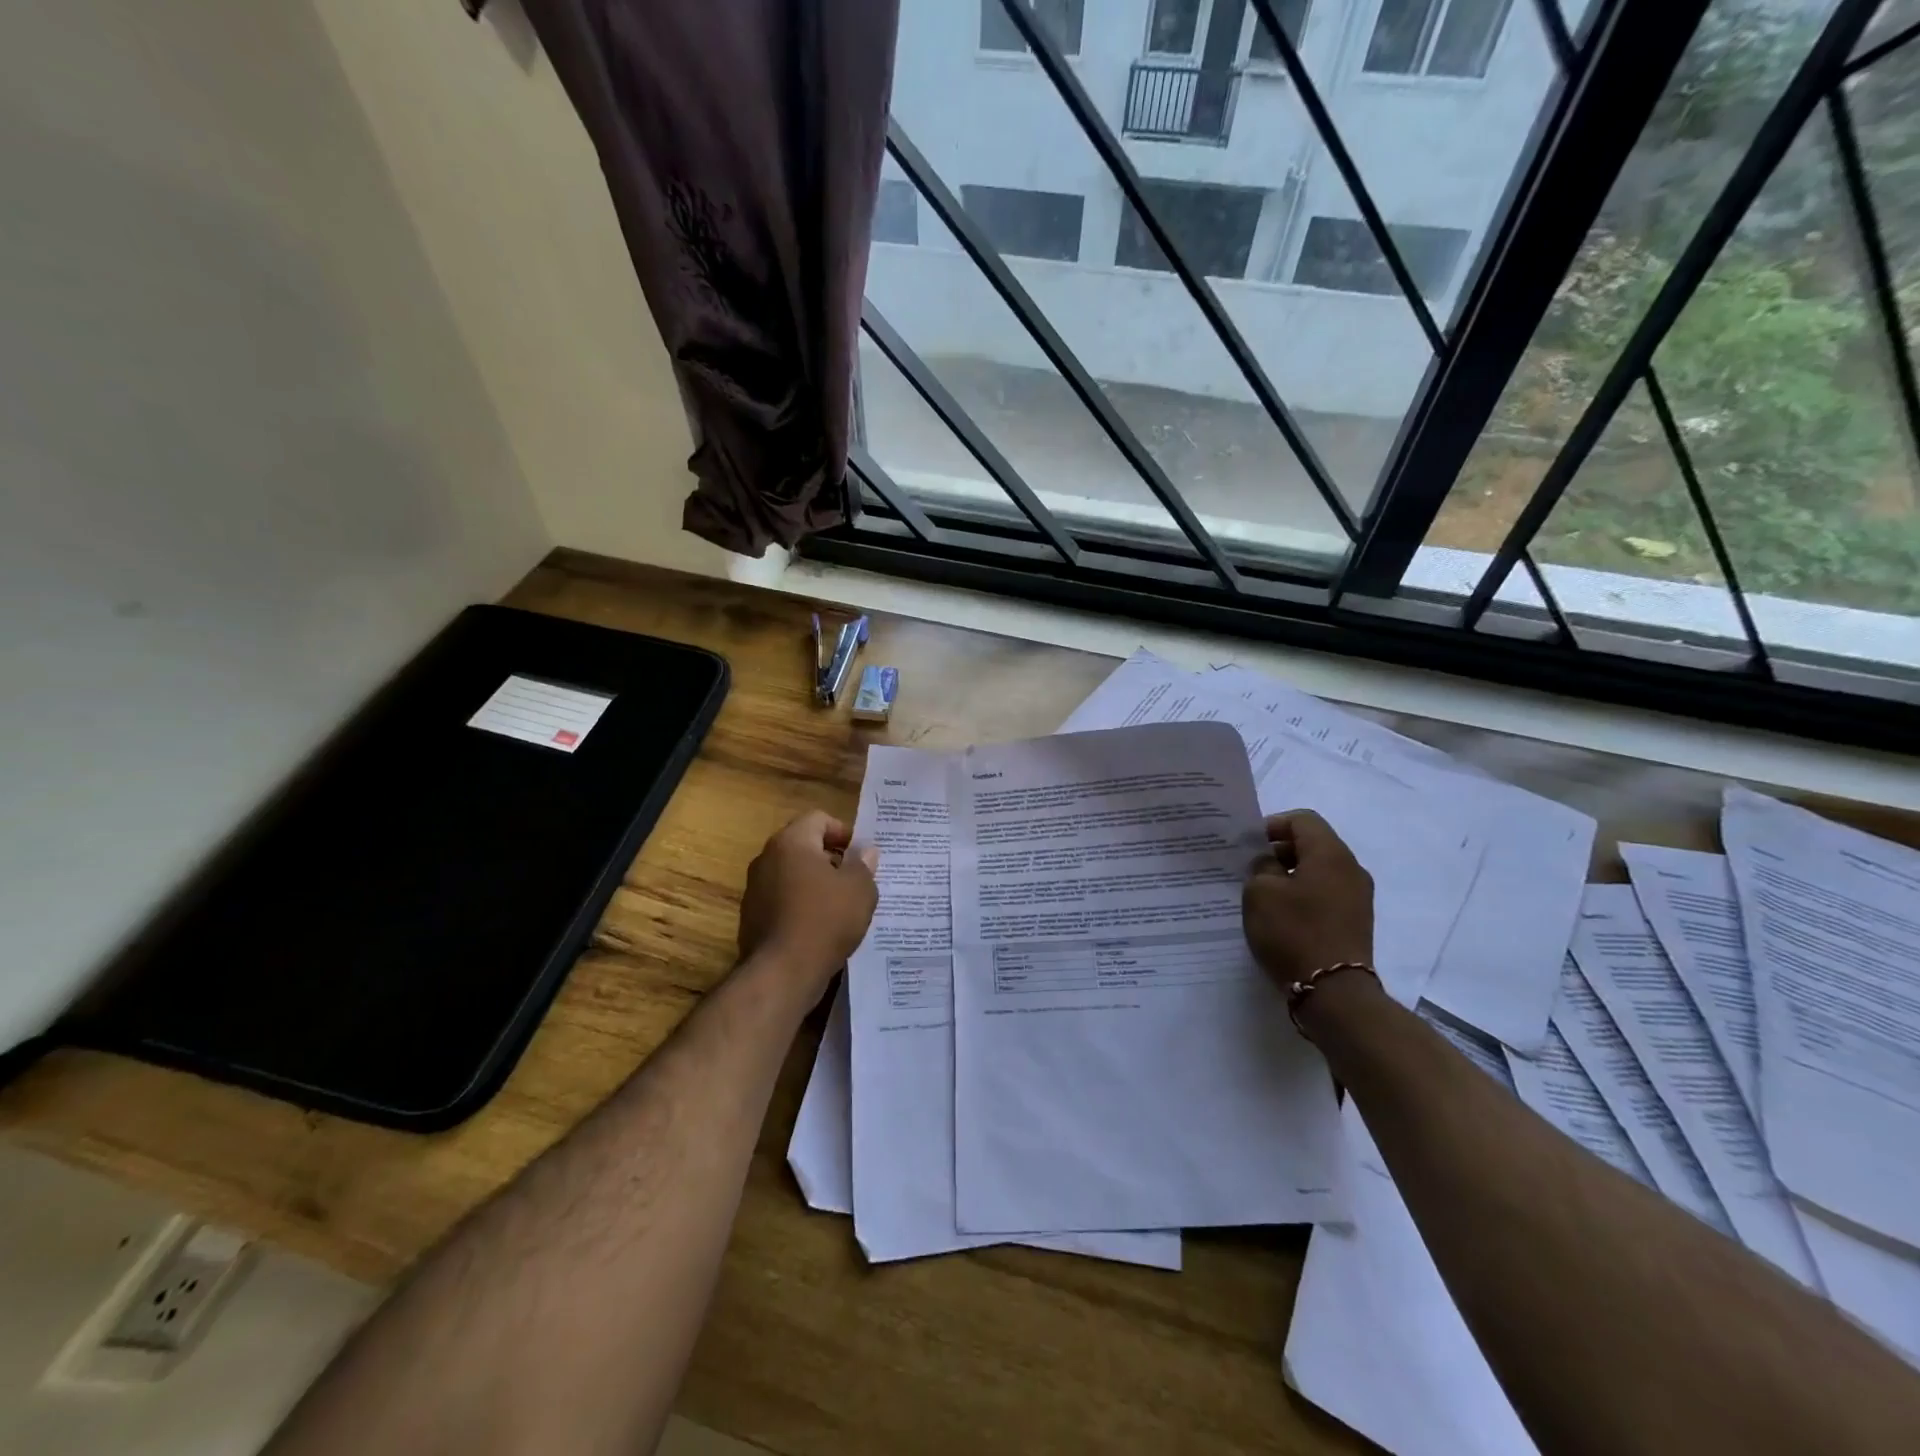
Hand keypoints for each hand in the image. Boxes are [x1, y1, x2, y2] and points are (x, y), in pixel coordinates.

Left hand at [738, 810, 878, 989]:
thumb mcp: (860, 889)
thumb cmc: (825, 920)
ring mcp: (755, 889)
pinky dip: (802, 906)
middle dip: (832, 859)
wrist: (782, 973)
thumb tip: (865, 853)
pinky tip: (822, 928)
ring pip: (792, 875)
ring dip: (816, 884)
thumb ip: (864, 865)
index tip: (861, 855)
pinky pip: (783, 901)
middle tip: (856, 879)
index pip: (818, 819)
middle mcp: (766, 859)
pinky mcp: (752, 918)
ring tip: (842, 906)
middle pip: (804, 846)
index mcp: (791, 842)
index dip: (844, 832)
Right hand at [1242, 810, 1374, 985]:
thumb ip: (1261, 866)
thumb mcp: (1260, 892)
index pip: (1302, 820)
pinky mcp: (1356, 921)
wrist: (1333, 991)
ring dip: (1291, 875)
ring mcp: (1358, 897)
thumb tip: (1271, 863)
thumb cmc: (1293, 932)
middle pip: (1313, 843)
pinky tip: (1282, 915)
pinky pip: (1326, 893)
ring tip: (1264, 894)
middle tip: (1251, 869)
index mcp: (1330, 853)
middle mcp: (1351, 869)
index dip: (1272, 826)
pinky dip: (1304, 895)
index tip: (1249, 846)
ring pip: (1320, 870)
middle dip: (1280, 851)